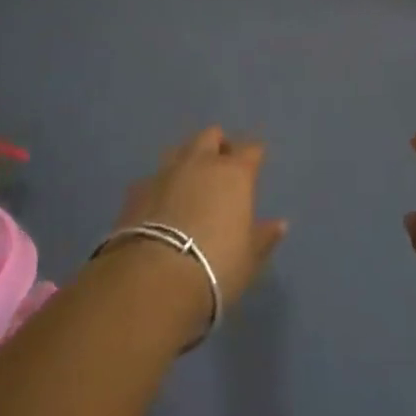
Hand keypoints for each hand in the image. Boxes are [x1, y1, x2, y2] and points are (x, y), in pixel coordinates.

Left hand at [109, 127, 287, 316]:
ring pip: (179, 150)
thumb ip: (264, 237)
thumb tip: (279, 224)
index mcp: (234, 174)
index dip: (253, 155)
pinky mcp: (135, 190)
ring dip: (187, 159)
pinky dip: (161, 185)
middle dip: (218, 145)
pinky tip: (160, 204)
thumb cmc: (215, 267)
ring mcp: (165, 172)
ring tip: (190, 181)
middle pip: (211, 136)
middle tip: (221, 167)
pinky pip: (154, 177)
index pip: (250, 149)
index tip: (255, 165)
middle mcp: (200, 163)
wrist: (153, 279)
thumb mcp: (249, 258)